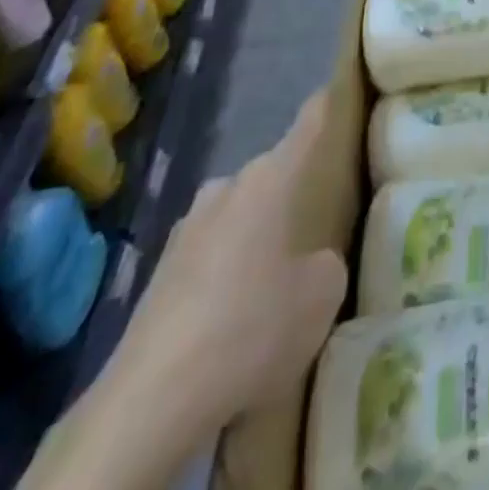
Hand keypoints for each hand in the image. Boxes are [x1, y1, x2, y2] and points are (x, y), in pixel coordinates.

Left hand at [99, 92, 347, 443]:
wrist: (152, 400)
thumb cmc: (252, 326)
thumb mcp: (320, 295)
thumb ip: (325, 265)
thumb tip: (310, 264)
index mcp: (269, 178)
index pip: (307, 125)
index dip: (326, 106)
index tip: (336, 89)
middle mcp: (225, 188)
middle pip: (269, 177)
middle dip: (289, 194)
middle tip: (316, 222)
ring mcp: (185, 231)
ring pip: (236, 218)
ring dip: (253, 238)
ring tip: (273, 279)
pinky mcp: (158, 276)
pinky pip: (208, 260)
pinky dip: (225, 277)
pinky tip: (233, 319)